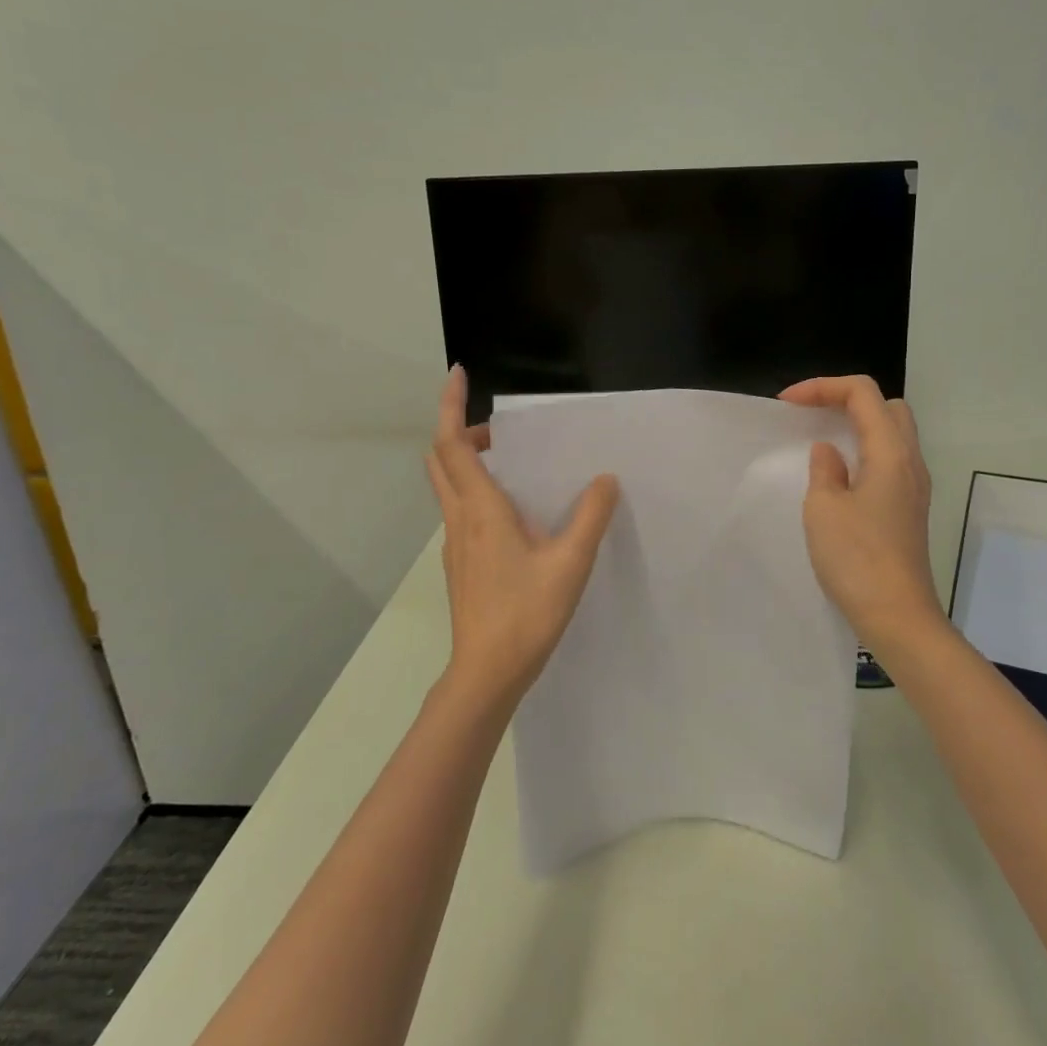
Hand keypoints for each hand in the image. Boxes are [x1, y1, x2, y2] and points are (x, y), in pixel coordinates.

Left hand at [425, 366, 620, 706]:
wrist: (487, 672)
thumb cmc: (526, 613)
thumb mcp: (570, 562)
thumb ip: (590, 517)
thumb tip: (605, 479)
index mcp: (481, 509)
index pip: (452, 443)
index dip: (451, 405)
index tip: (459, 373)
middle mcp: (460, 519)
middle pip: (441, 459)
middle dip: (459, 431)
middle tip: (498, 429)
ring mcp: (455, 544)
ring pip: (447, 486)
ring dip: (466, 462)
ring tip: (510, 464)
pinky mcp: (460, 565)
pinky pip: (460, 511)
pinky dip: (474, 492)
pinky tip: (512, 514)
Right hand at [780, 375, 944, 661]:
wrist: (898, 616)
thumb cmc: (857, 559)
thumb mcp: (824, 508)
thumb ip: (824, 469)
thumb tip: (829, 452)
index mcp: (890, 452)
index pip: (862, 393)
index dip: (822, 387)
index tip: (787, 404)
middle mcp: (910, 461)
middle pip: (886, 406)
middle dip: (846, 399)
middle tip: (811, 415)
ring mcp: (914, 487)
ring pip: (892, 433)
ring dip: (857, 426)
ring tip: (821, 440)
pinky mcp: (910, 509)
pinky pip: (890, 461)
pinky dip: (864, 452)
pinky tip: (839, 475)